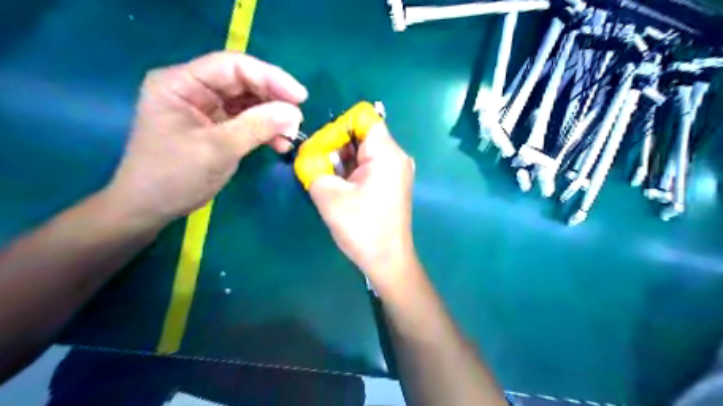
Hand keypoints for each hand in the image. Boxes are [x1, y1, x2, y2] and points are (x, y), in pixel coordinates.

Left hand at [106, 50, 307, 224]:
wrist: (150, 208)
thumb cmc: (174, 177)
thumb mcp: (217, 149)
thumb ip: (256, 127)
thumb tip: (294, 113)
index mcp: (181, 83)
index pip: (233, 67)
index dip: (270, 78)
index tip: (300, 97)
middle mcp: (193, 90)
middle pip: (243, 83)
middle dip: (273, 99)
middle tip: (298, 118)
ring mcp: (206, 109)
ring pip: (248, 103)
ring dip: (272, 117)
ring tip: (291, 135)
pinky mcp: (216, 127)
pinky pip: (247, 121)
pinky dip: (265, 131)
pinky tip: (280, 144)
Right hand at [308, 124, 415, 284]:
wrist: (388, 261)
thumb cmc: (361, 228)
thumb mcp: (328, 195)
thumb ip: (313, 166)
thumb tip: (308, 153)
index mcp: (386, 153)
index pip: (362, 117)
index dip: (338, 126)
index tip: (324, 149)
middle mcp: (396, 156)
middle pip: (363, 133)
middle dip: (337, 146)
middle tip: (319, 166)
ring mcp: (396, 170)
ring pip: (364, 150)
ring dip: (342, 160)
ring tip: (328, 180)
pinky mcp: (392, 183)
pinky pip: (370, 165)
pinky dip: (352, 170)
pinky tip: (341, 187)